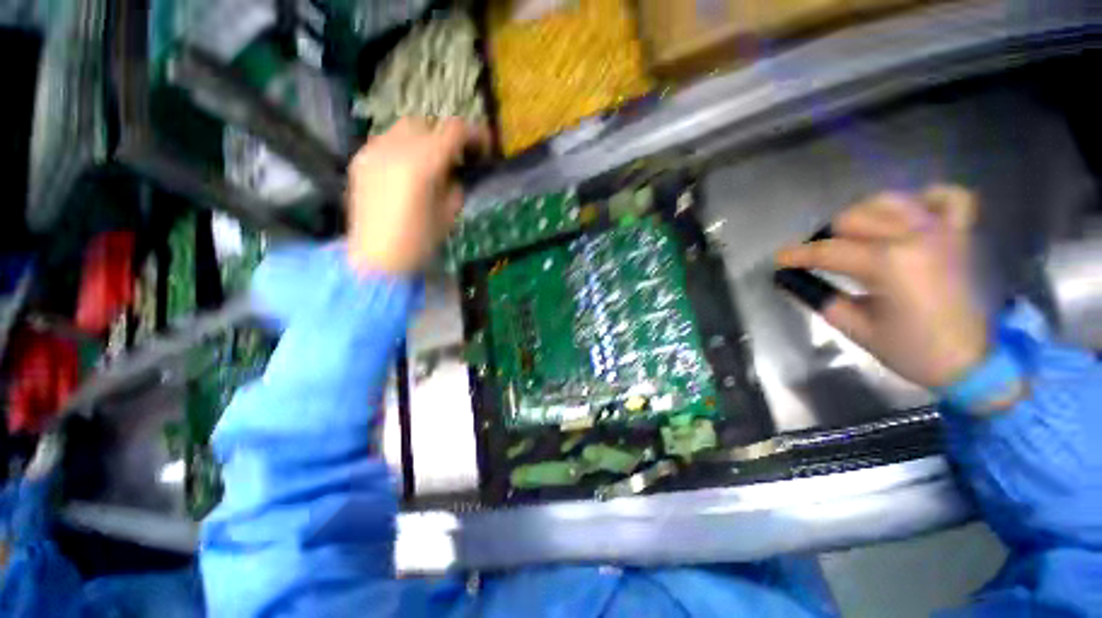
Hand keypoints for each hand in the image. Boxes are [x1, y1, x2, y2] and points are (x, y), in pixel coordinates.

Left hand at [346, 117, 489, 274]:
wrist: (375, 258)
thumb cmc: (418, 242)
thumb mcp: (448, 214)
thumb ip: (455, 186)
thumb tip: (456, 172)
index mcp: (422, 164)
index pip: (453, 131)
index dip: (474, 135)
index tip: (484, 147)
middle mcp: (395, 148)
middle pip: (427, 123)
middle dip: (446, 136)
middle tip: (457, 157)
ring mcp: (373, 151)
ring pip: (404, 128)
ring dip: (424, 139)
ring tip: (431, 162)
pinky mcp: (360, 159)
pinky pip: (387, 141)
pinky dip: (404, 148)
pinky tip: (407, 170)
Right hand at [775, 186, 988, 388]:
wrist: (971, 363)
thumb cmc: (912, 350)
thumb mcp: (856, 329)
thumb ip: (822, 299)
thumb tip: (793, 281)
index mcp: (889, 264)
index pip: (828, 251)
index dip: (797, 254)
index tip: (779, 259)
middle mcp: (915, 238)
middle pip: (855, 218)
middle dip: (828, 236)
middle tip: (819, 257)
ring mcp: (942, 232)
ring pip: (892, 201)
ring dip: (865, 215)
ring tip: (855, 235)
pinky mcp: (961, 235)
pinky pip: (949, 198)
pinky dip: (927, 199)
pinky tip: (909, 215)